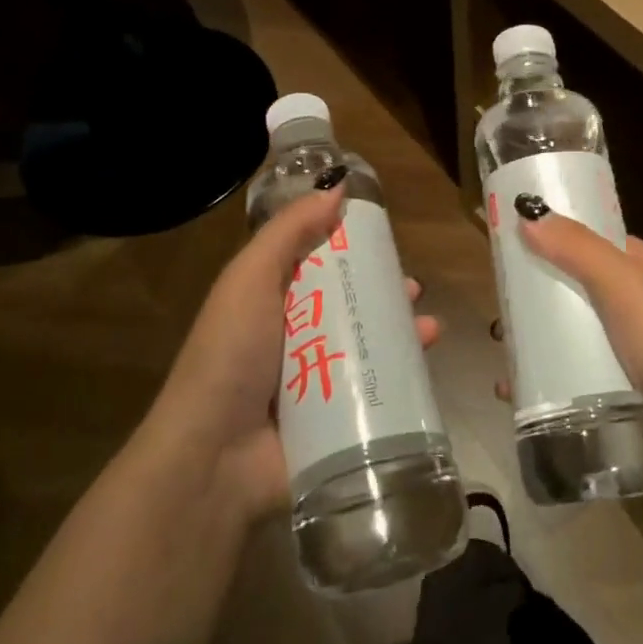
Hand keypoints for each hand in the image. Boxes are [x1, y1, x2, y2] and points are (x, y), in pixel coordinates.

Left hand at [145, 182, 440, 522]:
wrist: (214, 458)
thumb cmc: (231, 356)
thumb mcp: (250, 280)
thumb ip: (289, 232)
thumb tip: (338, 185)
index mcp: (271, 305)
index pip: (316, 268)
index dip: (350, 251)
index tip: (382, 240)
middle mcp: (294, 340)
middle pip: (348, 307)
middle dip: (383, 294)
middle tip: (412, 287)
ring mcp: (317, 384)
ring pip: (368, 347)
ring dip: (401, 332)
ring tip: (428, 326)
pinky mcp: (337, 421)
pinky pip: (377, 390)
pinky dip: (404, 374)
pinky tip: (426, 362)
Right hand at [509, 212, 642, 501]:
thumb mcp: (625, 287)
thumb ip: (578, 250)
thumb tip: (530, 213)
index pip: (598, 243)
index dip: (557, 240)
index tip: (512, 248)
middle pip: (583, 293)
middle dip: (541, 301)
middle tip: (498, 315)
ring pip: (581, 340)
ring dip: (543, 346)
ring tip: (502, 360)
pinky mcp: (635, 398)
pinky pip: (586, 381)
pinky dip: (555, 384)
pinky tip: (522, 397)